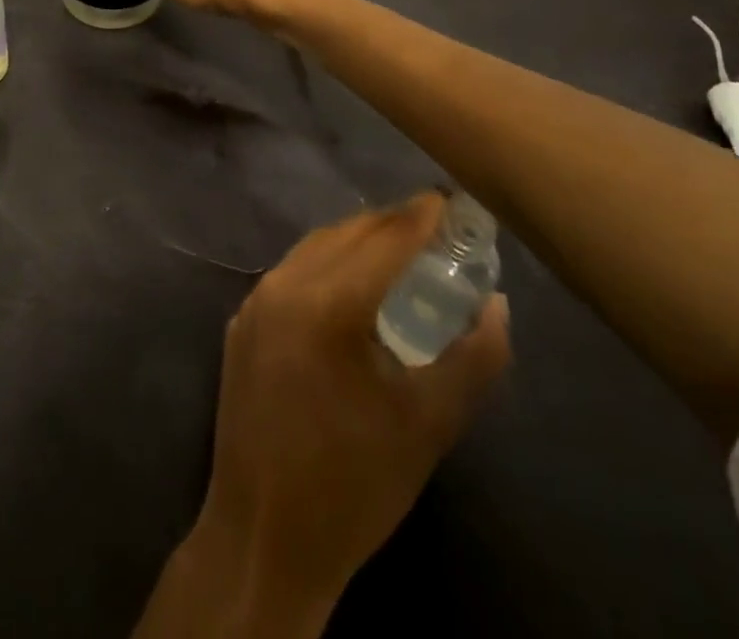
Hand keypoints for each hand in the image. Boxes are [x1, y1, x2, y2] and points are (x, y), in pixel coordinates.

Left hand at [182, 194, 511, 627]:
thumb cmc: (354, 485)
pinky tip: (351, 287)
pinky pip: (292, 272)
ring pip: (315, 247)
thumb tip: (496, 304)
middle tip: (435, 228)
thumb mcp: (428, 426)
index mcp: (327, 303)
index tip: (454, 200)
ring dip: (359, 240)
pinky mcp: (241, 322)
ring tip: (400, 250)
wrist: (262, 537)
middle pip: (348, 232)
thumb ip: (473, 359)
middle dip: (393, 223)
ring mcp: (255, 301)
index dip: (423, 215)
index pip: (385, 238)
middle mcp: (284, 285)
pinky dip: (327, 264)